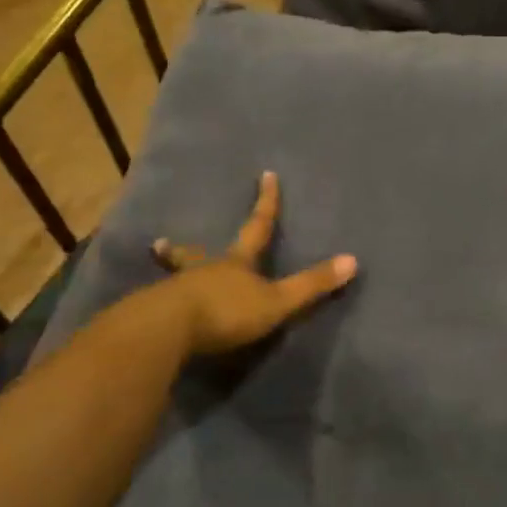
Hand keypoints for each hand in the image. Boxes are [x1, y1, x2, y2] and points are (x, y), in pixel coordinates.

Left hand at [152, 172, 357, 354]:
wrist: (168, 330)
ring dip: (173, 270)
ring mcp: (177, 291)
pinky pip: (160, 305)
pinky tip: (153, 310)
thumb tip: (353, 260)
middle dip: (187, 248)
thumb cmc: (227, 310)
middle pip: (199, 253)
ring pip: (177, 277)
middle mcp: (206, 271)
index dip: (266, 202)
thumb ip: (311, 284)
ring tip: (159, 266)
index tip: (267, 175)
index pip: (258, 227)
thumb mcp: (277, 301)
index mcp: (237, 263)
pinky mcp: (155, 315)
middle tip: (164, 241)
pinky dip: (160, 303)